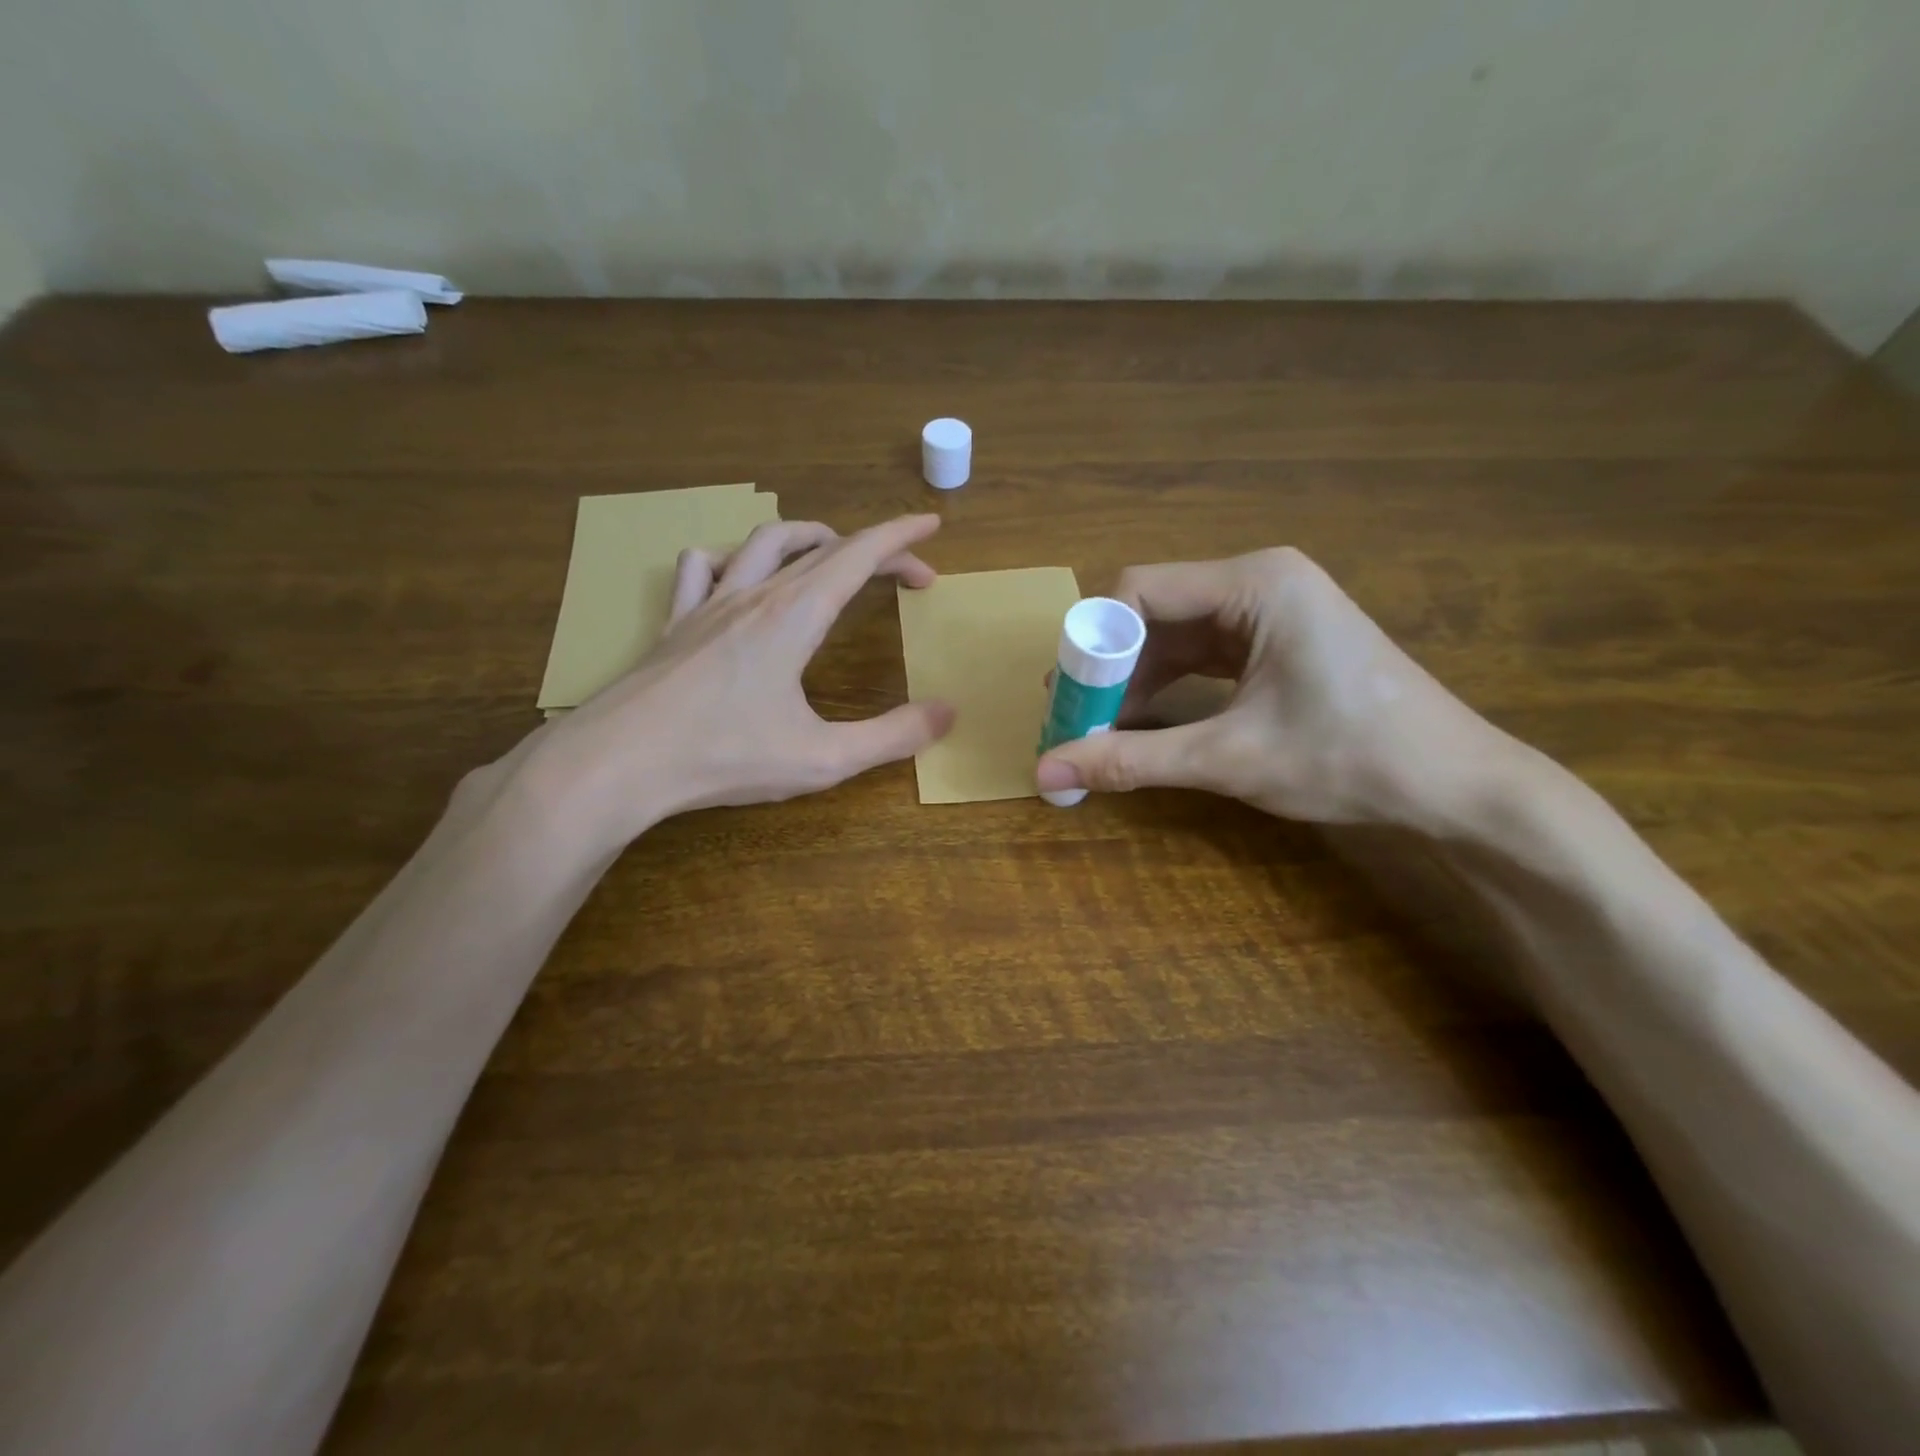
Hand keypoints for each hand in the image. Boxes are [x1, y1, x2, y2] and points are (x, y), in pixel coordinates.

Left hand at [518, 514, 954, 851]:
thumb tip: (946, 714)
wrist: (618, 763)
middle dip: (873, 549)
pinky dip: (730, 560)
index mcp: (794, 616)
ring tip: (829, 555)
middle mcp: (753, 596)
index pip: (858, 556)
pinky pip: (701, 568)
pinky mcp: (674, 624)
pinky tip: (735, 578)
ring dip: (807, 538)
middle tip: (905, 573)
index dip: (900, 536)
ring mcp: (706, 604)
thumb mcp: (823, 758)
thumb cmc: (724, 756)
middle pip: (822, 548)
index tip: (930, 525)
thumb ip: (891, 736)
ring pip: (762, 542)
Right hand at [1033, 547, 1512, 828]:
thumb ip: (1131, 759)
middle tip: (1075, 718)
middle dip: (1112, 667)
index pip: (1141, 589)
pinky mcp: (1277, 641)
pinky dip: (1169, 686)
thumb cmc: (1348, 758)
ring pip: (1176, 635)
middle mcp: (1260, 581)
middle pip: (1155, 611)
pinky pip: (1203, 654)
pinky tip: (1146, 722)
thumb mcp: (1228, 758)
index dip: (1095, 643)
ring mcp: (1272, 610)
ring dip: (1137, 681)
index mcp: (1255, 583)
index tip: (1068, 697)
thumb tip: (1046, 771)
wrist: (1454, 786)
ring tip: (1101, 729)